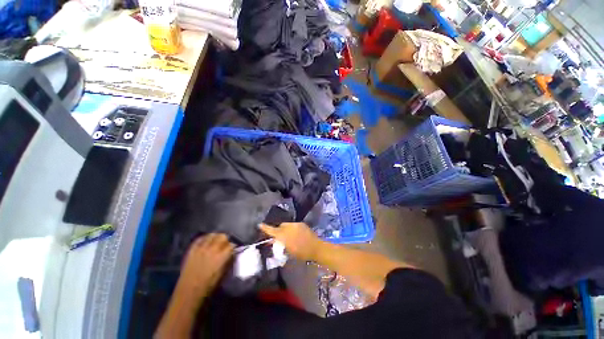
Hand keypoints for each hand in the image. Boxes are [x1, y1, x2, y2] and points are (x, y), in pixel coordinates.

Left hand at [178, 233, 233, 298]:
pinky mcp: (192, 249)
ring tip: (215, 242)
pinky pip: (200, 239)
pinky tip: (206, 242)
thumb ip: (229, 260)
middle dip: (225, 240)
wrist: (189, 291)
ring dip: (215, 238)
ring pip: (212, 235)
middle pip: (223, 236)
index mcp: (222, 256)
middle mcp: (213, 249)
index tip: (232, 250)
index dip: (233, 247)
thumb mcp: (224, 273)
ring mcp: (202, 248)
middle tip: (224, 245)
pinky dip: (204, 239)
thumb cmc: (209, 285)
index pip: (232, 245)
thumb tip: (232, 253)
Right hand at [259, 223, 322, 260]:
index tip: (260, 224)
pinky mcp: (301, 223)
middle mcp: (288, 227)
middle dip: (278, 230)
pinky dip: (292, 228)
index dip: (265, 228)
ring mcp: (295, 224)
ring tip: (289, 236)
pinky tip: (296, 234)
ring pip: (287, 225)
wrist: (315, 247)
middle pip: (280, 226)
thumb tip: (274, 241)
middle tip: (279, 236)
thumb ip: (280, 244)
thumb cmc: (301, 253)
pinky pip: (293, 225)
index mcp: (284, 235)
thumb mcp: (288, 251)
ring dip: (285, 229)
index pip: (272, 231)